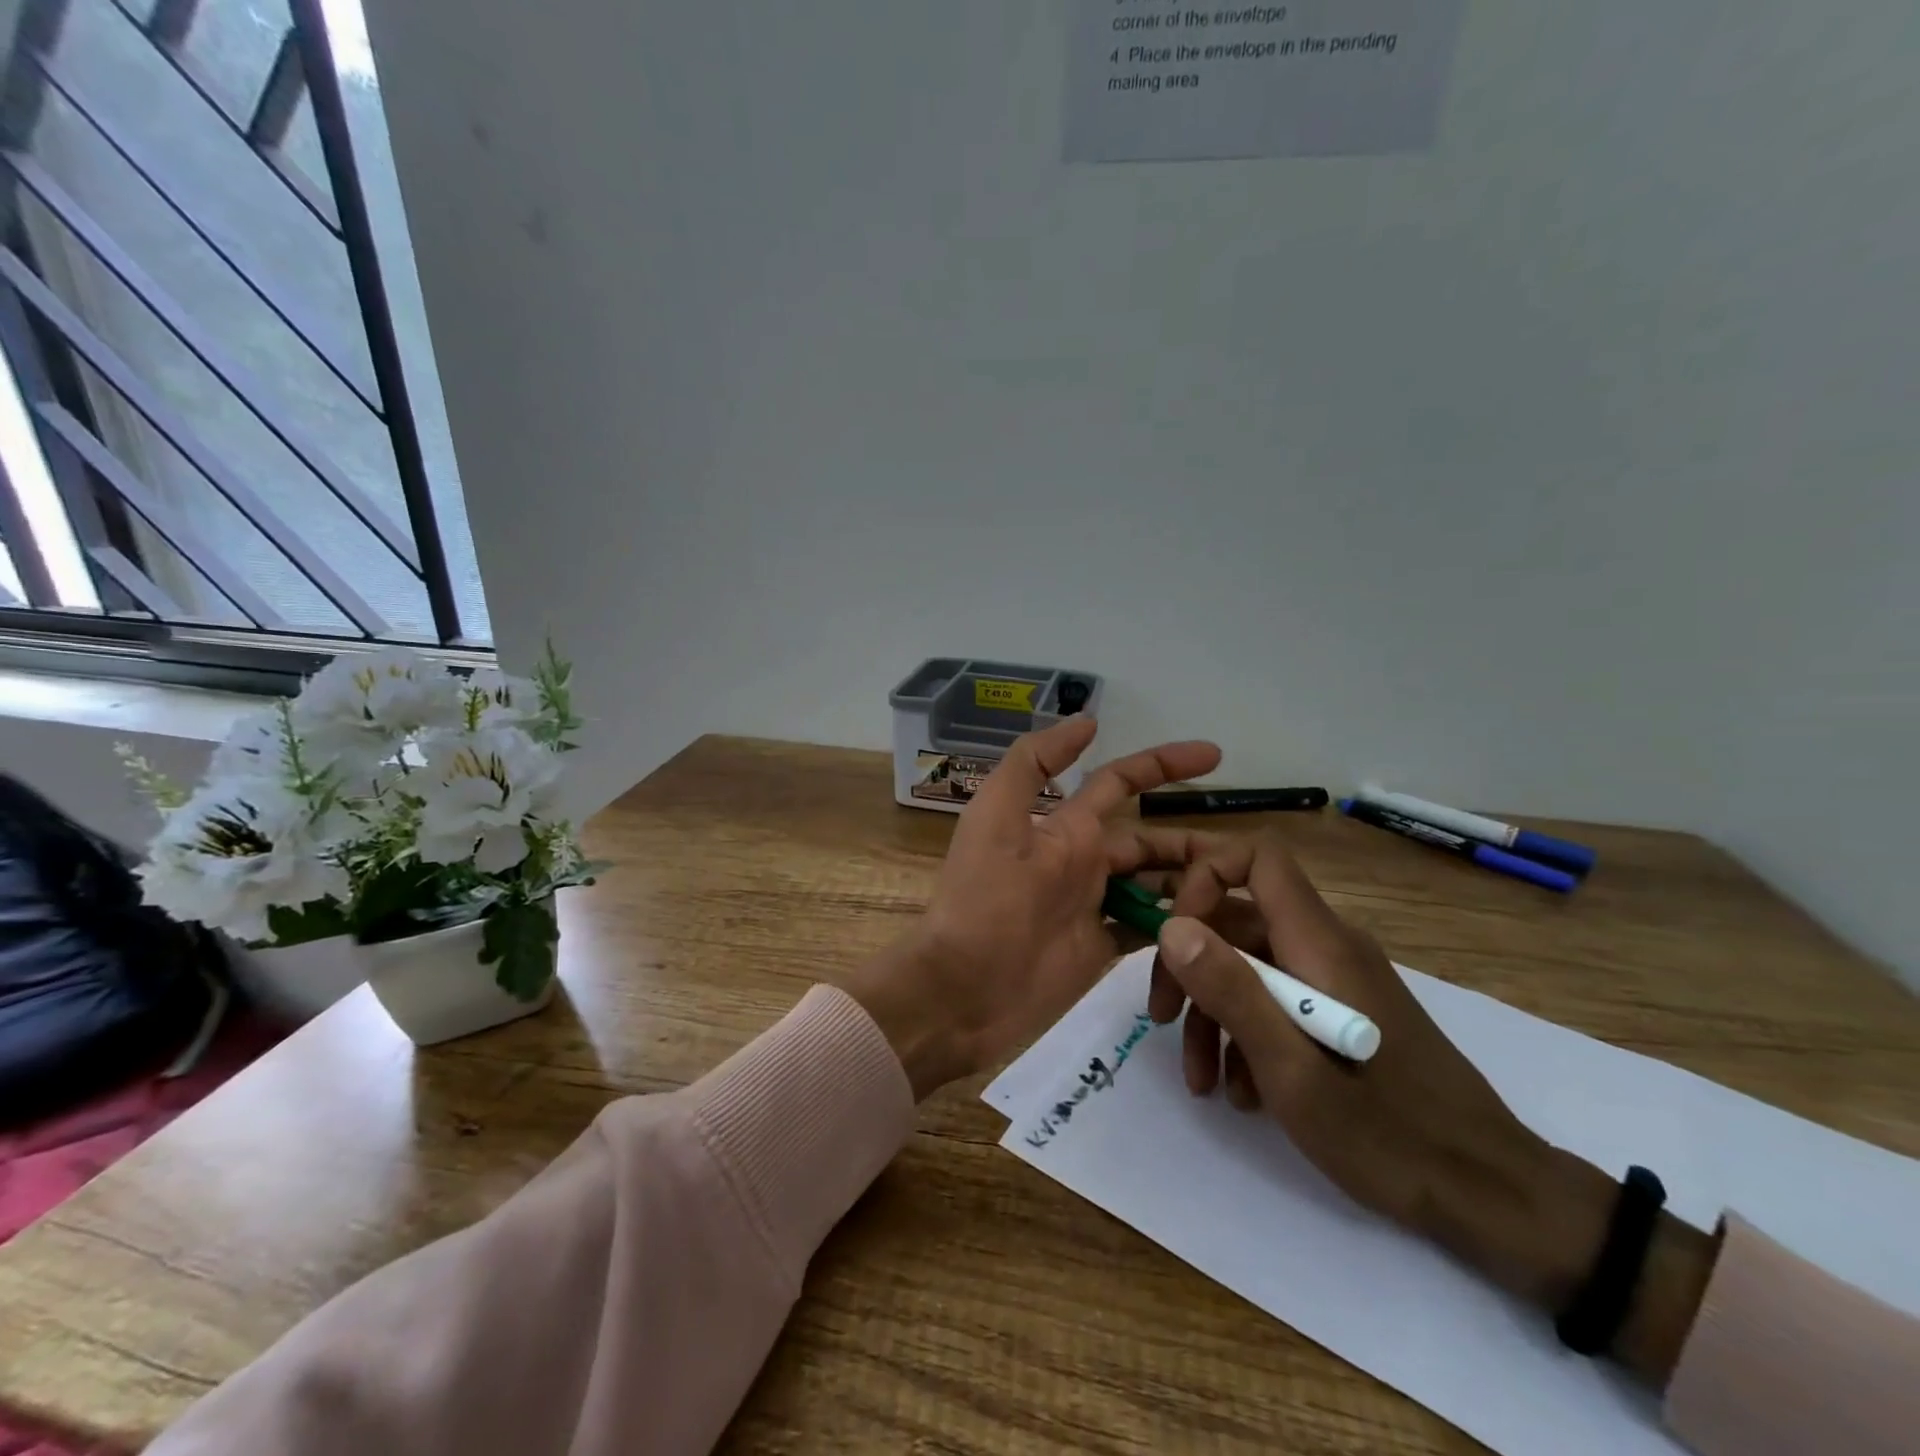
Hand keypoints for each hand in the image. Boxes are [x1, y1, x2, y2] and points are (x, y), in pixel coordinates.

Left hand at [841, 718, 1219, 1099]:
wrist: (963, 987)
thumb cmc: (984, 899)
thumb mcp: (997, 815)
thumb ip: (1032, 763)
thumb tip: (1085, 721)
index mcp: (1065, 827)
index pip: (1121, 782)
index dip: (1163, 764)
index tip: (1214, 755)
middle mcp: (1084, 861)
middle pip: (1151, 842)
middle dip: (1193, 842)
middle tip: (1248, 857)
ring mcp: (1094, 906)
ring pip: (1156, 884)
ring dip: (1193, 886)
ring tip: (1242, 896)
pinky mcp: (1100, 949)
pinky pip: (1148, 929)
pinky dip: (1177, 926)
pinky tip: (1214, 931)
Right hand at [1119, 828, 1716, 1384]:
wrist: (1492, 1195)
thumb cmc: (1390, 1135)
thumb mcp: (1293, 1072)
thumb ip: (1232, 992)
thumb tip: (1172, 926)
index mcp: (1320, 943)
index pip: (1257, 857)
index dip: (1205, 876)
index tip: (1174, 935)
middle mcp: (1327, 946)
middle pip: (1238, 916)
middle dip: (1189, 961)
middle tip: (1160, 1016)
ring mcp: (1335, 980)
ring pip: (1249, 964)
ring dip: (1211, 1010)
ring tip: (1200, 1076)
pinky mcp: (1339, 1012)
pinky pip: (1275, 998)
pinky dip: (1244, 1032)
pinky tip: (1239, 1089)